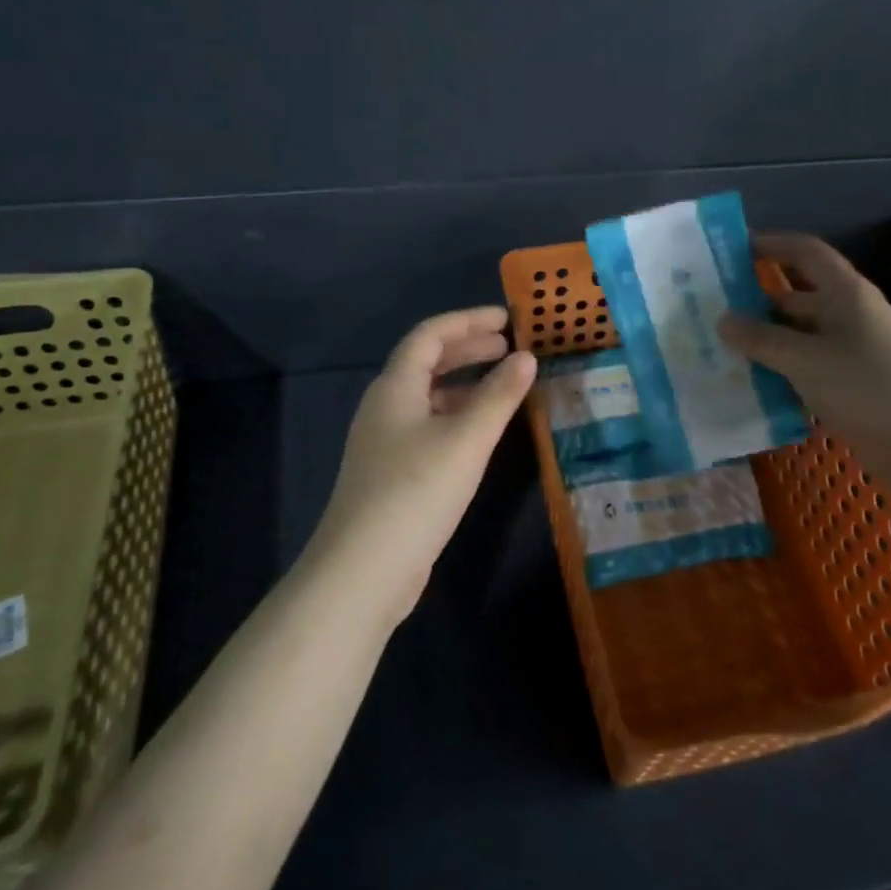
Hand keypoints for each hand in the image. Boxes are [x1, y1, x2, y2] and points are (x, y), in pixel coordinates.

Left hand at [307, 307, 537, 624]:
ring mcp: (386, 441)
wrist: (363, 570)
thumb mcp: (467, 439)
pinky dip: (458, 415)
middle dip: (468, 349)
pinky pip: (429, 425)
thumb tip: (527, 358)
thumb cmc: (416, 491)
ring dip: (465, 383)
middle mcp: (386, 406)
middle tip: (509, 347)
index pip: (430, 335)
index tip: (507, 319)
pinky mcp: (392, 472)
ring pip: (429, 396)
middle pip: (427, 362)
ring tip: (504, 384)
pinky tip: (481, 433)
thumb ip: (499, 396)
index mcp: (395, 387)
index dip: (468, 320)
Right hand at [719, 233, 890, 451]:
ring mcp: (849, 350)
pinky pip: (805, 366)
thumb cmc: (868, 386)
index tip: (732, 249)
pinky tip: (749, 383)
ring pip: (798, 335)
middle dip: (756, 299)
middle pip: (796, 295)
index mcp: (844, 293)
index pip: (805, 252)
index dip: (771, 244)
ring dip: (764, 339)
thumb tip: (723, 319)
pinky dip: (780, 369)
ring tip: (720, 347)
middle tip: (712, 308)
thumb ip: (762, 339)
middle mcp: (847, 314)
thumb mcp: (806, 359)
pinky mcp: (849, 383)